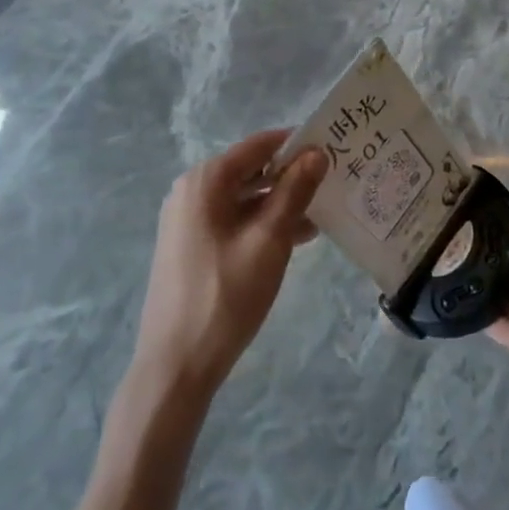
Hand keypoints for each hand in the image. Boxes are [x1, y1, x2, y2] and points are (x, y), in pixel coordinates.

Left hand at [131, 130, 327, 394]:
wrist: (175, 365)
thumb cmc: (225, 295)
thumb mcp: (269, 239)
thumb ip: (295, 191)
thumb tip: (317, 152)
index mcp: (205, 181)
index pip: (258, 145)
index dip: (296, 144)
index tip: (332, 150)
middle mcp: (191, 191)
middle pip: (250, 170)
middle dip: (291, 175)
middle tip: (332, 182)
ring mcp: (187, 220)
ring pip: (244, 198)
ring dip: (280, 203)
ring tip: (322, 214)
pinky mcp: (190, 246)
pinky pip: (233, 220)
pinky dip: (262, 223)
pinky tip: (296, 238)